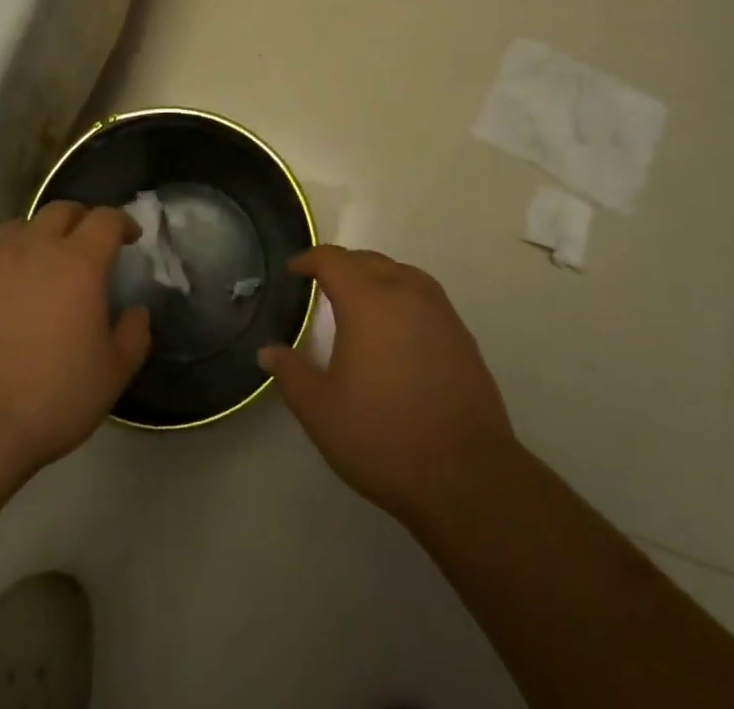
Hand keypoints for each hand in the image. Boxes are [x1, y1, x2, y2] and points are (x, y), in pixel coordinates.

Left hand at [0, 202, 149, 488]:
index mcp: (79, 262)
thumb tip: (136, 310)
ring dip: (38, 236)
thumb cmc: (49, 400)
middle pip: (62, 210)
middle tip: (88, 246)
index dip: (122, 222)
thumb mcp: (112, 376)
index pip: (106, 219)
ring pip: (19, 226)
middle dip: (81, 220)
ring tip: (40, 264)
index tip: (129, 238)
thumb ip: (134, 334)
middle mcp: (34, 246)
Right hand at [258, 246, 518, 530]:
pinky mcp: (461, 333)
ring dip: (375, 277)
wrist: (465, 474)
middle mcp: (404, 291)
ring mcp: (439, 310)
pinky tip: (397, 330)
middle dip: (341, 266)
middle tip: (321, 286)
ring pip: (400, 273)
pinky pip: (423, 296)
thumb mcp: (321, 410)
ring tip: (360, 302)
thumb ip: (291, 373)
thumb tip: (267, 350)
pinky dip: (402, 298)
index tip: (293, 270)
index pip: (332, 260)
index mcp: (367, 300)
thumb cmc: (383, 436)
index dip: (308, 259)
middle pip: (368, 260)